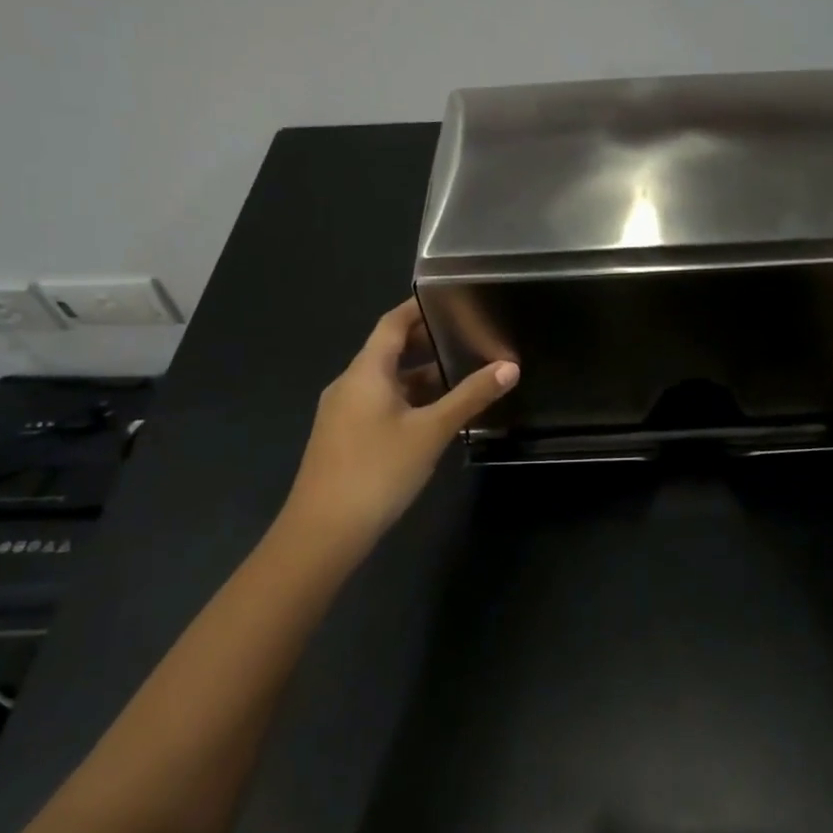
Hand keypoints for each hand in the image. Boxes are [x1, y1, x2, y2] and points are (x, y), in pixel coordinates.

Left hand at [279, 300, 518, 556]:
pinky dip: (408, 400)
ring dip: (420, 376)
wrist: (323, 533)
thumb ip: (470, 397)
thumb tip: (509, 366)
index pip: (392, 324)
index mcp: (365, 372)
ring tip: (461, 376)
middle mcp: (349, 384)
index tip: (450, 299)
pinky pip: (380, 405)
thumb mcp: (430, 431)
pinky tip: (434, 416)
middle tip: (467, 337)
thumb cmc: (378, 470)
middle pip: (388, 351)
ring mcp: (343, 413)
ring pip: (386, 382)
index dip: (418, 308)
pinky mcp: (344, 438)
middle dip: (426, 343)